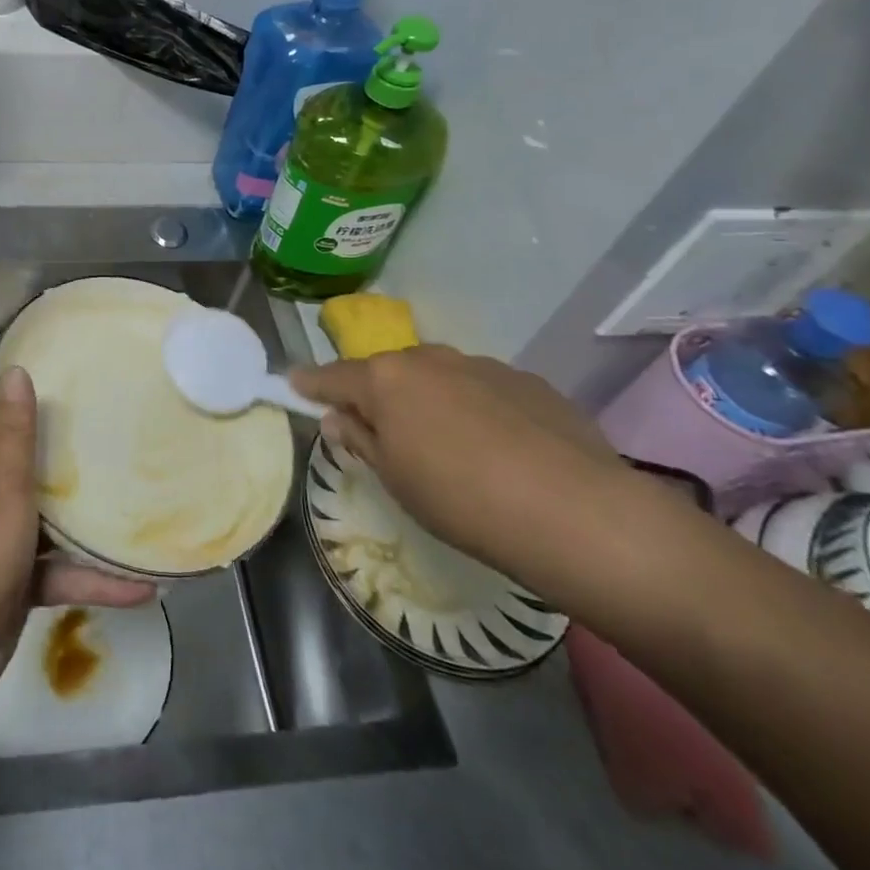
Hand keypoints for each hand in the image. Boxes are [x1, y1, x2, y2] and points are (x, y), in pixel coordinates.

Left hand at [0, 366, 153, 700]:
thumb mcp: (2, 484)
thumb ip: (15, 432)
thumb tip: (14, 368)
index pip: (7, 424)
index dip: (38, 406)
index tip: (81, 391)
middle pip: (36, 471)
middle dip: (74, 462)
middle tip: (123, 440)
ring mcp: (5, 543)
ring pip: (55, 523)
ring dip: (92, 525)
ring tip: (142, 510)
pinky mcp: (21, 584)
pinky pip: (64, 573)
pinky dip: (96, 579)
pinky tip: (141, 587)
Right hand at [291, 345, 629, 576]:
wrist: (574, 511)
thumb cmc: (461, 499)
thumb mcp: (396, 480)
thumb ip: (361, 440)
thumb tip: (339, 417)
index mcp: (386, 380)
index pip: (333, 376)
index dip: (311, 383)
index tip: (294, 383)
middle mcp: (428, 358)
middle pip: (388, 372)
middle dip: (379, 394)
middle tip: (383, 430)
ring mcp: (481, 364)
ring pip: (438, 377)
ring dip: (430, 399)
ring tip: (448, 444)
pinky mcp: (526, 380)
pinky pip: (483, 388)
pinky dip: (476, 407)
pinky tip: (499, 447)